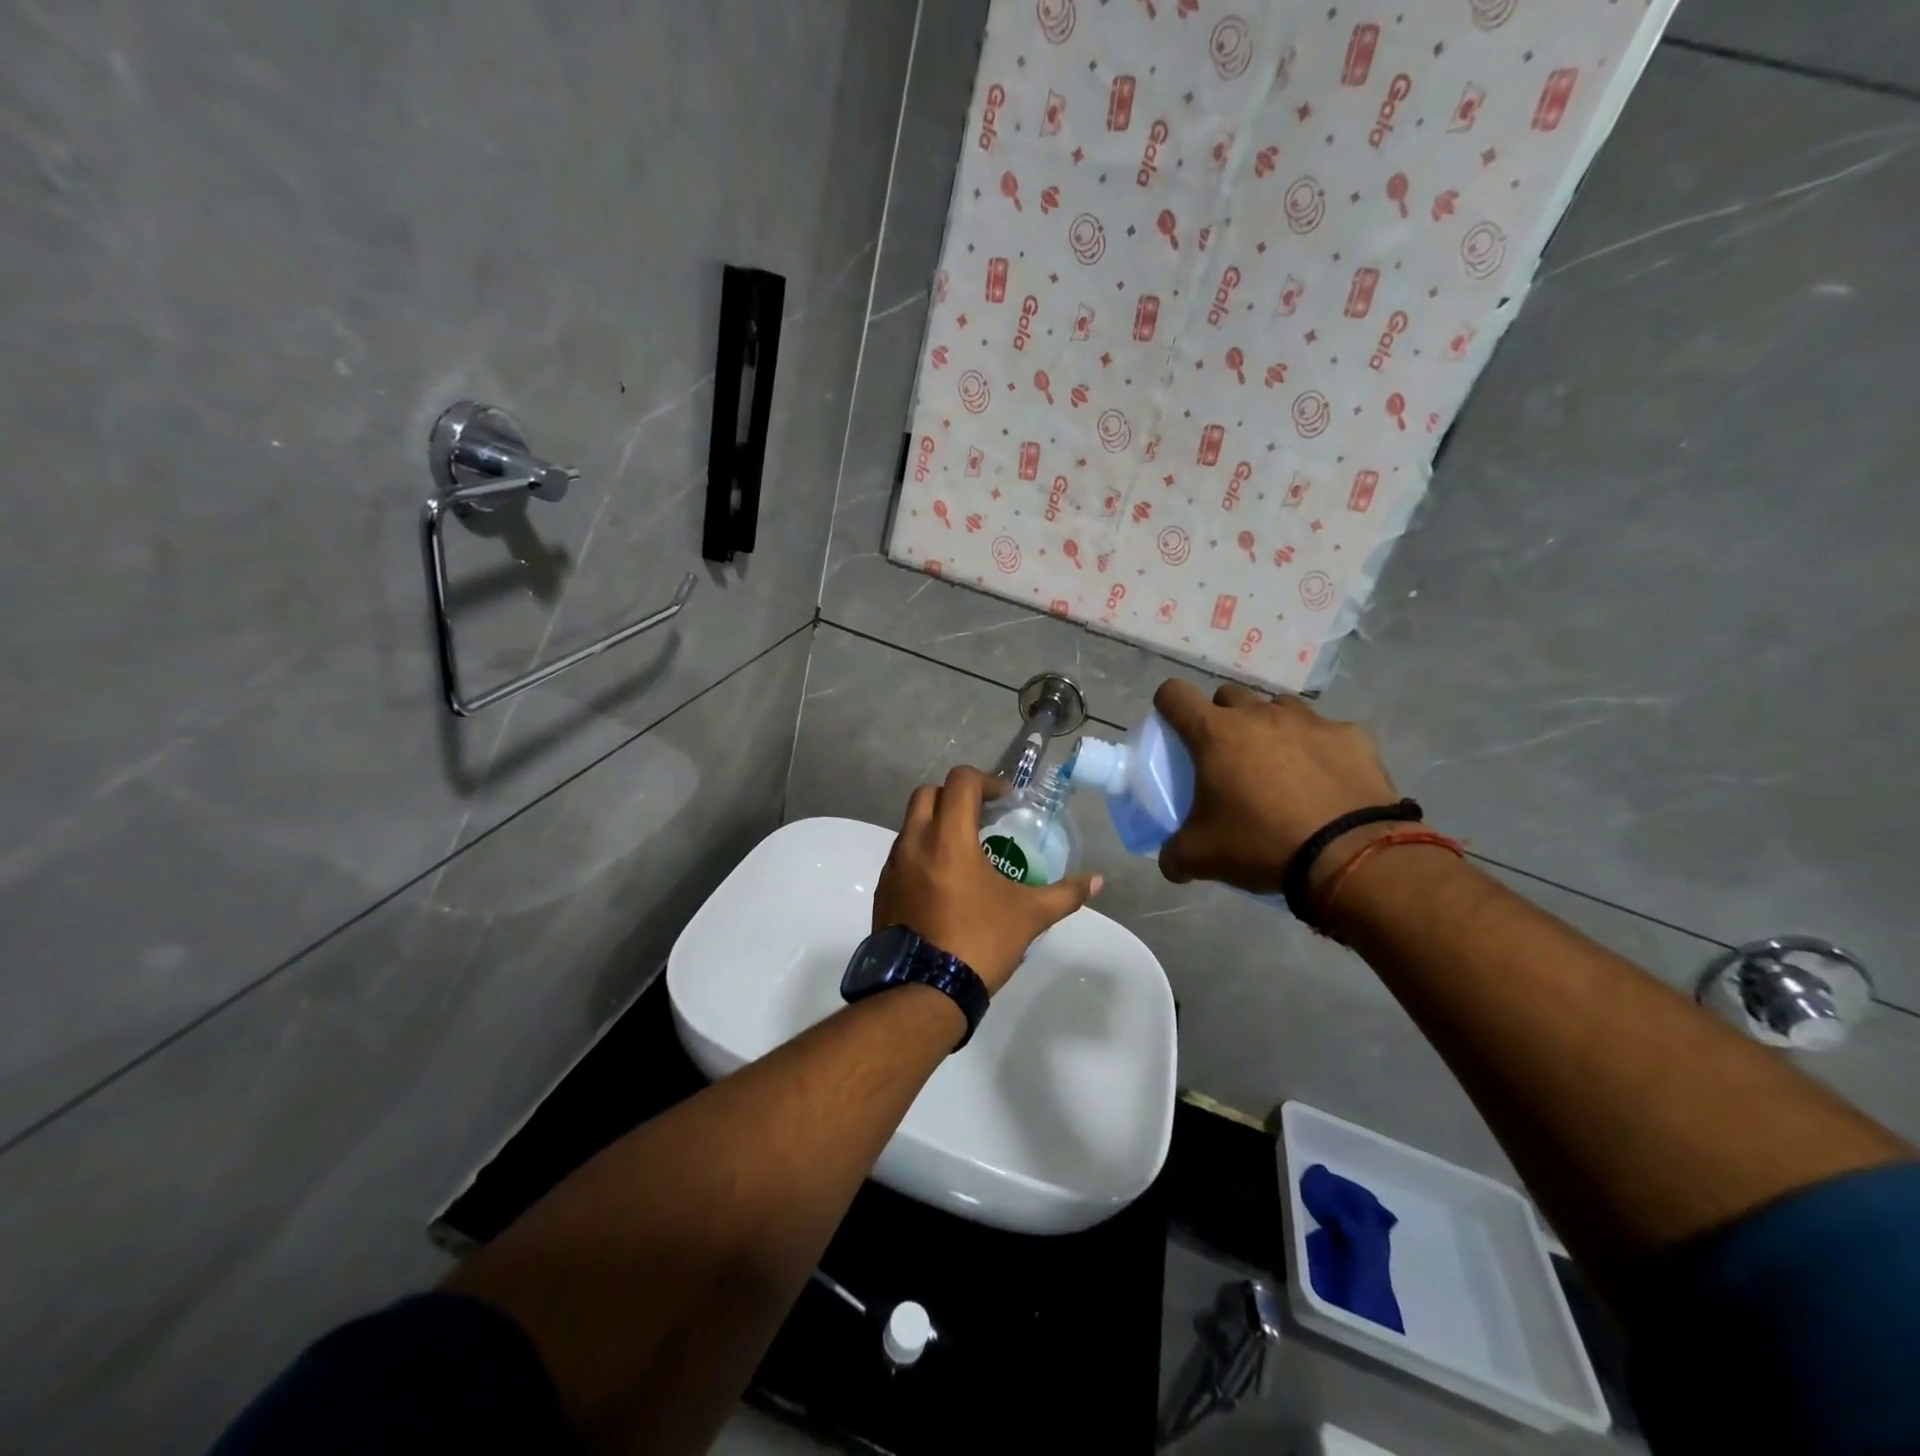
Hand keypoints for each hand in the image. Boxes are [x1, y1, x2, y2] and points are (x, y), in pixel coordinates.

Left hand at [874, 766, 1102, 994]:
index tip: (1005, 801)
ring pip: (911, 825)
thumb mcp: (1029, 915)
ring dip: (937, 825)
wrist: (925, 991)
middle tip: (982, 818)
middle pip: (928, 794)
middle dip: (956, 796)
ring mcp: (893, 867)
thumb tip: (1098, 881)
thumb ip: (1065, 893)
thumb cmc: (979, 942)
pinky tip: (945, 884)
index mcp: (948, 837)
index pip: (960, 781)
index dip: (986, 781)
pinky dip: (923, 854)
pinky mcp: (883, 890)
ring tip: (966, 853)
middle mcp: (913, 842)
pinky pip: (902, 856)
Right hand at [1154, 680, 1399, 893]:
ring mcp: (1308, 721)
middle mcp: (1258, 715)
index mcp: (1215, 734)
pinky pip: (1325, 731)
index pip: (1174, 694)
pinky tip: (1324, 779)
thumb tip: (1170, 863)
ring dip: (1269, 727)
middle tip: (1227, 757)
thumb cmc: (1261, 843)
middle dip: (1221, 718)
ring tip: (1277, 765)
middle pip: (1228, 696)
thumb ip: (1174, 855)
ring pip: (1277, 707)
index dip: (1168, 707)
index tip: (1174, 730)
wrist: (1349, 855)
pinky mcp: (1350, 735)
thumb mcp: (1201, 857)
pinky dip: (1317, 748)